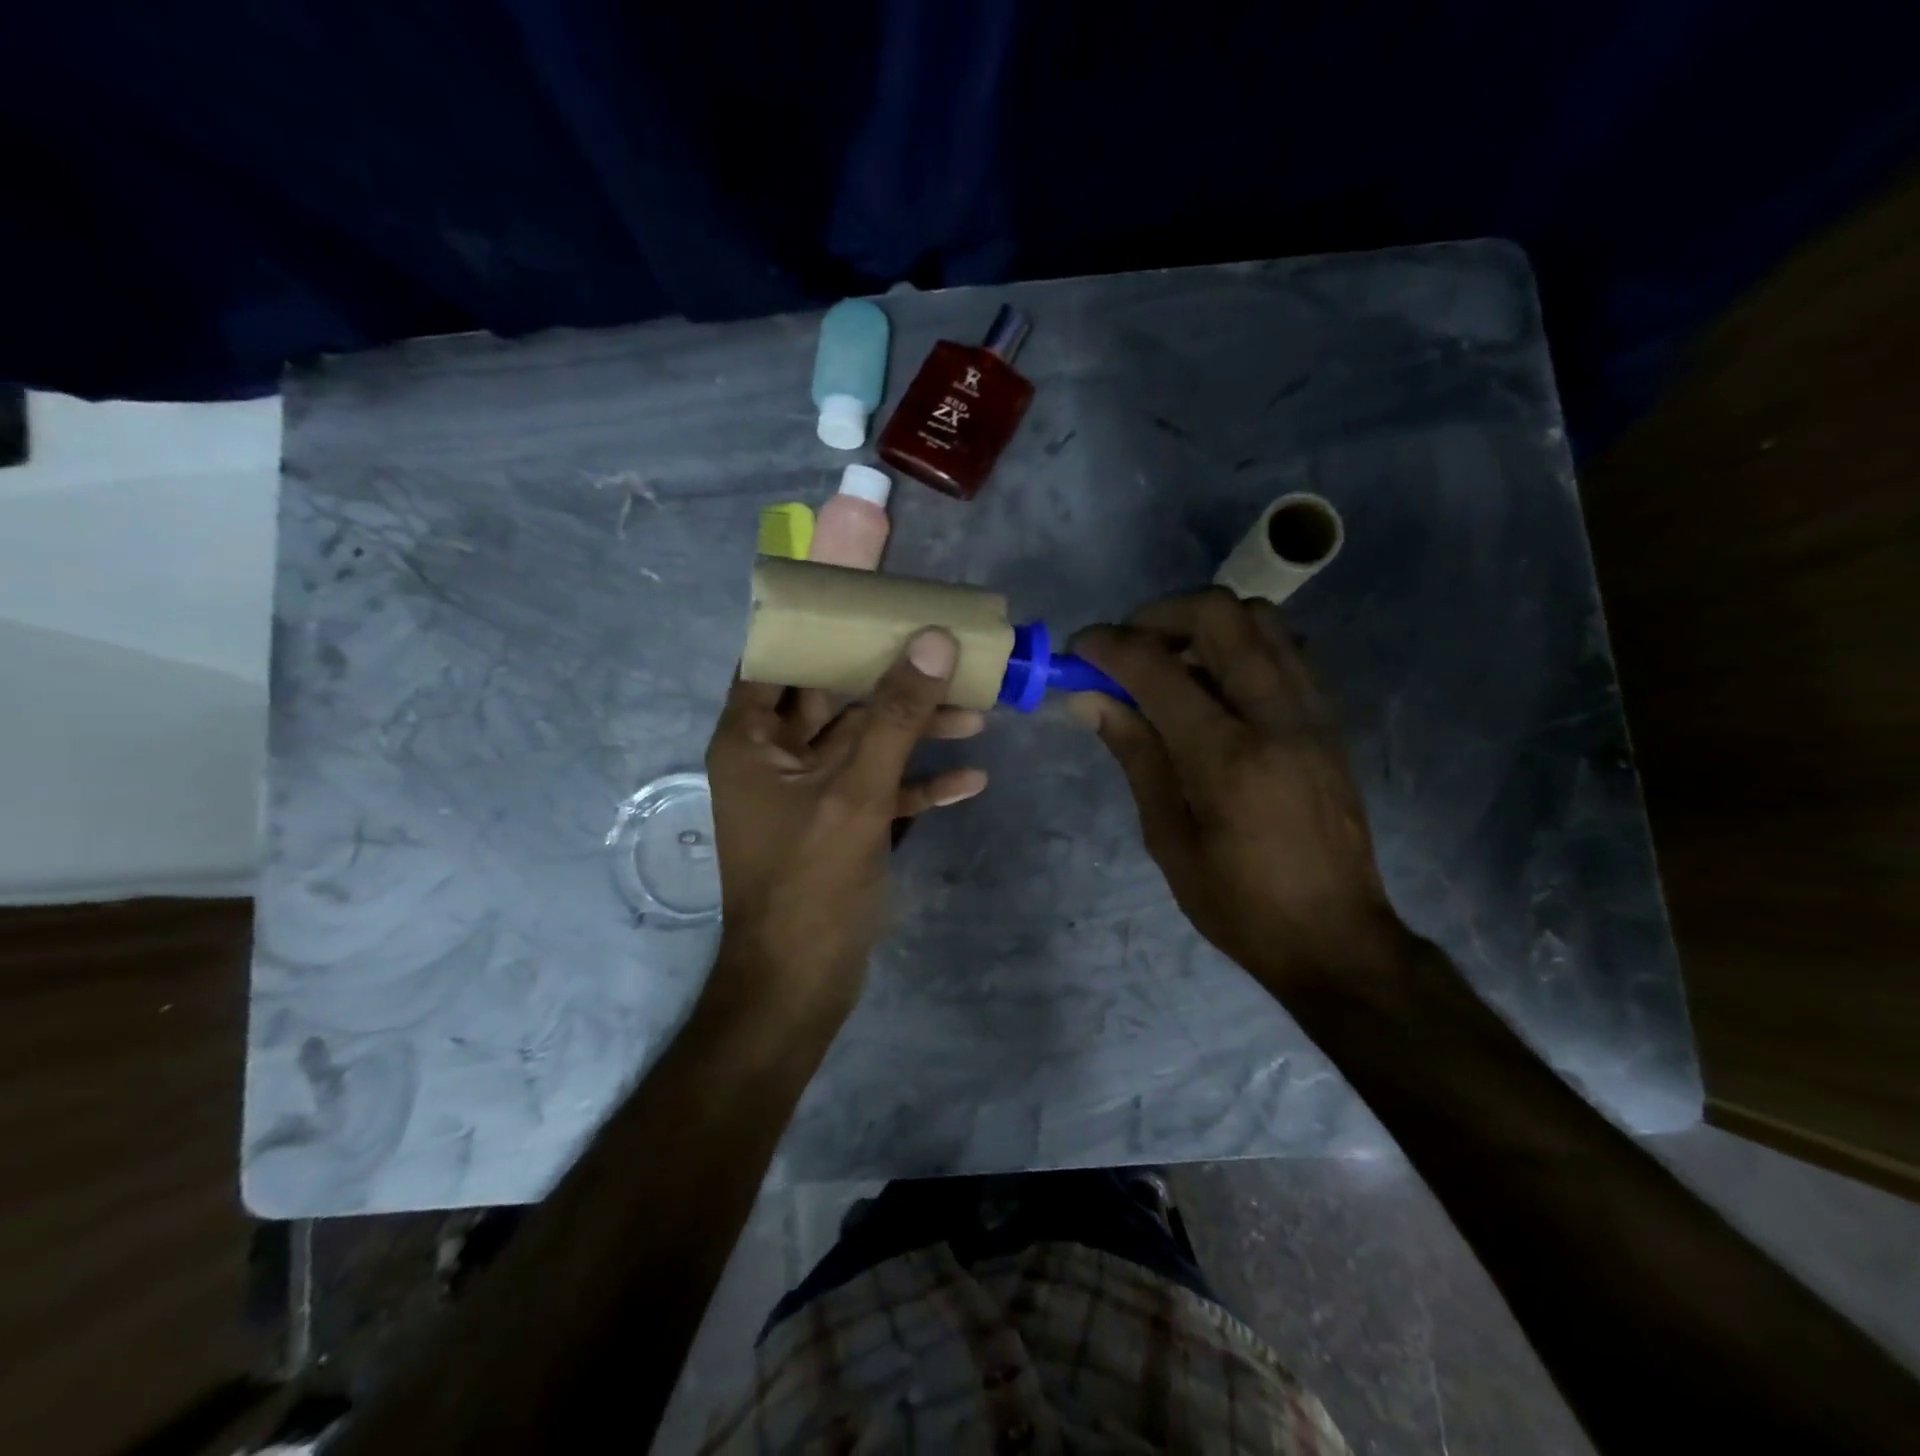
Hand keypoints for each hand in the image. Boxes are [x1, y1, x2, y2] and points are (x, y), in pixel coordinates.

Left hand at [704, 630, 988, 1020]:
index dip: (820, 627)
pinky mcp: (839, 826)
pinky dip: (918, 783)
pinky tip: (970, 780)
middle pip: (834, 697)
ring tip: (978, 713)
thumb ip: (895, 715)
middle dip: (892, 680)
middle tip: (945, 651)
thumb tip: (933, 640)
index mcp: (750, 739)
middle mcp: (775, 758)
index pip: (777, 658)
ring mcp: (809, 794)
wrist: (801, 984)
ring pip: (865, 743)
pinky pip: (880, 789)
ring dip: (916, 731)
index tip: (872, 602)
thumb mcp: (856, 792)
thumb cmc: (810, 882)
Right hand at [1071, 589, 1407, 997]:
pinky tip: (1214, 682)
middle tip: (1128, 646)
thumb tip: (1090, 698)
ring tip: (1170, 660)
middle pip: (1220, 614)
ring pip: (1260, 619)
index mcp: (1227, 758)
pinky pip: (1285, 649)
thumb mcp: (1169, 839)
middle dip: (1159, 613)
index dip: (1110, 646)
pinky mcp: (1330, 720)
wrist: (1337, 938)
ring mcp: (1313, 713)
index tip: (1080, 649)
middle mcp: (1276, 717)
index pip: (1158, 668)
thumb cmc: (1238, 903)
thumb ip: (1136, 755)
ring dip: (1204, 623)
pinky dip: (1241, 644)